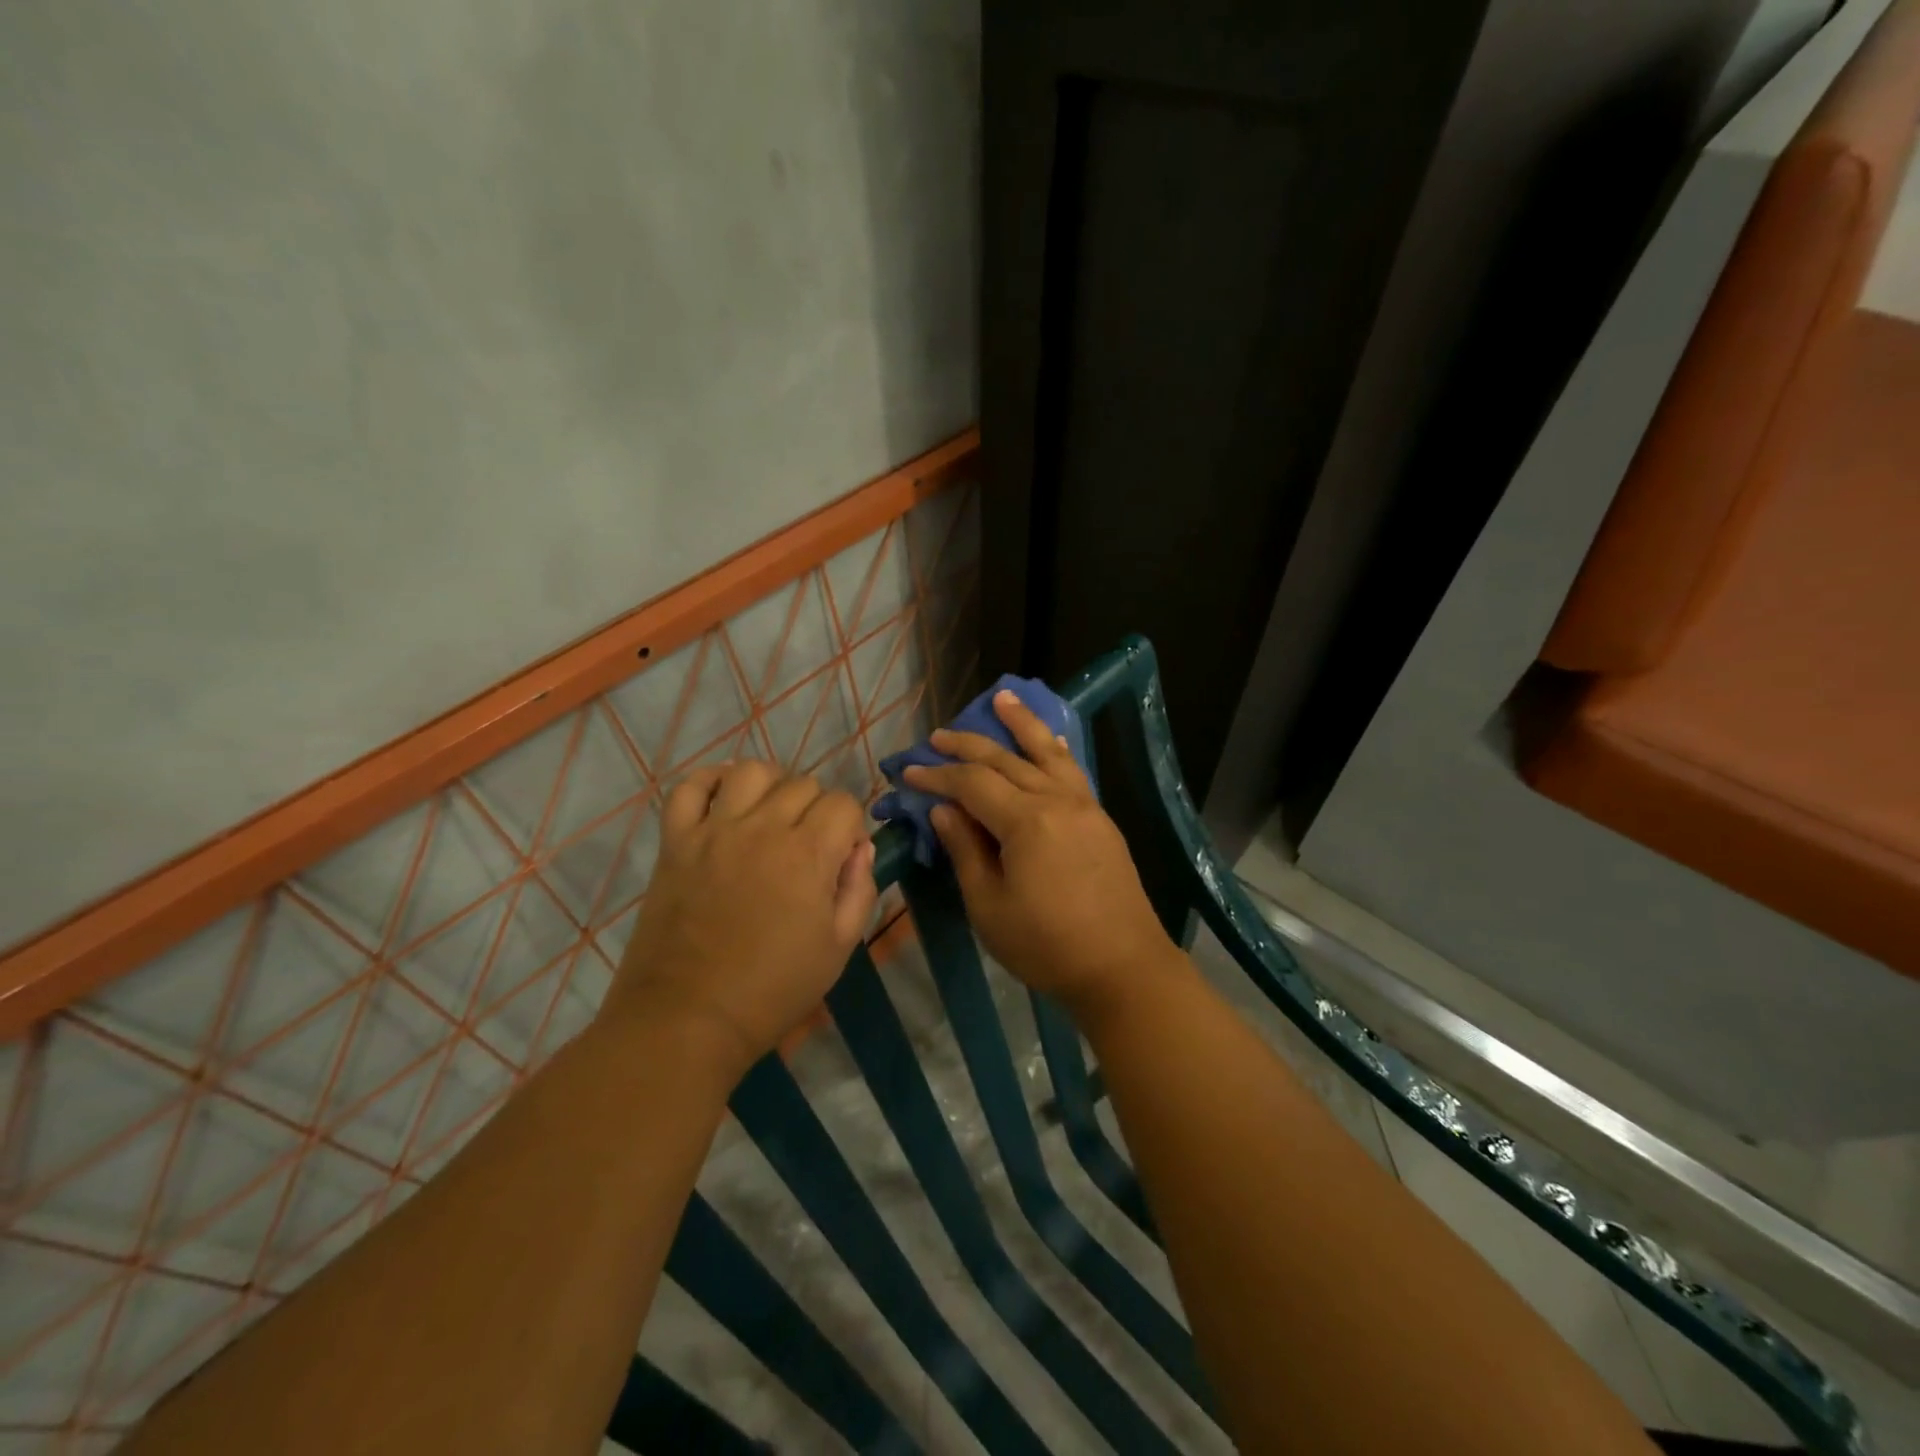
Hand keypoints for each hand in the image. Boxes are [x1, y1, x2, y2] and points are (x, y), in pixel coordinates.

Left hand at [606, 761, 877, 1074]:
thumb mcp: (839, 947)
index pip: (844, 804)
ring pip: (751, 771)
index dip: (851, 827)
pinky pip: (689, 787)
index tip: (842, 858)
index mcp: (808, 854)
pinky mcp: (676, 841)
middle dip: (817, 809)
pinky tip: (724, 800)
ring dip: (771, 786)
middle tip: (808, 847)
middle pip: (803, 784)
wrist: (688, 1017)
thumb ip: (859, 890)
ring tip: (770, 816)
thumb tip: (859, 848)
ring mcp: (714, 830)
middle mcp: (763, 828)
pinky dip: (709, 782)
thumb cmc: (773, 989)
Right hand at [902, 691, 1183, 1021]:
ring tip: (1002, 698)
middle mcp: (1057, 801)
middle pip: (1005, 760)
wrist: (1122, 968)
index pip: (972, 784)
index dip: (936, 776)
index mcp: (1026, 822)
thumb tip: (943, 809)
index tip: (907, 772)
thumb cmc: (1046, 946)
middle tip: (937, 737)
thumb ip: (965, 850)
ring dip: (1021, 724)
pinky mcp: (1100, 819)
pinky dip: (1054, 749)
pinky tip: (1048, 740)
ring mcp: (1084, 806)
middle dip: (967, 745)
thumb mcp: (989, 906)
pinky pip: (1071, 770)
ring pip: (1046, 752)